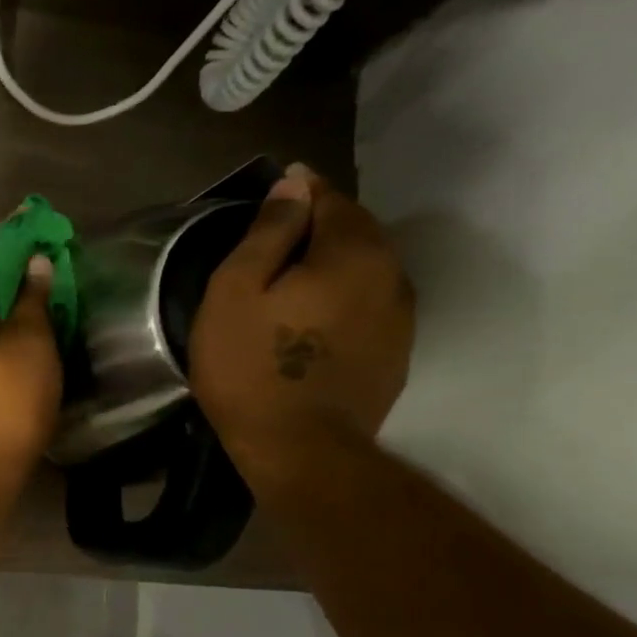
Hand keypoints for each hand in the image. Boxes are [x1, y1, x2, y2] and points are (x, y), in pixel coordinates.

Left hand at [0, 232, 62, 502]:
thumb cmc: (9, 402)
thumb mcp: (31, 346)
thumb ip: (32, 302)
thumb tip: (35, 264)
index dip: (2, 238)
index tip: (25, 219)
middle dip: (3, 264)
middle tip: (35, 248)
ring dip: (3, 294)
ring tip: (34, 282)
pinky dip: (2, 322)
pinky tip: (22, 326)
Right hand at [190, 164, 413, 491]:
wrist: (301, 449)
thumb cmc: (252, 367)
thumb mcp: (235, 293)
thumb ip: (266, 234)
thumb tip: (292, 189)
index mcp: (352, 253)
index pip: (330, 200)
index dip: (301, 190)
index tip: (278, 187)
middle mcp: (390, 274)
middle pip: (358, 230)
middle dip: (323, 222)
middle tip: (281, 231)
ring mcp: (401, 317)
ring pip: (369, 268)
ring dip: (338, 260)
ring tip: (299, 272)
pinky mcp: (397, 352)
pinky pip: (372, 303)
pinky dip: (347, 294)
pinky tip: (319, 313)